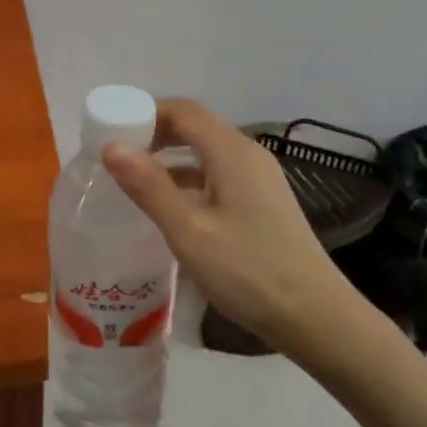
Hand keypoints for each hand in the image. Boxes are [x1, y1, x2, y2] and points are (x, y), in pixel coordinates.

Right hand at [102, 98, 379, 358]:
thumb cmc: (247, 271)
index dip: (146, 112)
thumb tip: (112, 146)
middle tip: (118, 157)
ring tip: (135, 182)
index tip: (112, 131)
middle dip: (155, 133)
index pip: (184, 110)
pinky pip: (218, 174)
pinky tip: (172, 208)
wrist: (314, 316)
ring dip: (171, 158)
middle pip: (196, 126)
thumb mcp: (189, 231)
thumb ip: (149, 186)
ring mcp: (260, 178)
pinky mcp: (263, 201)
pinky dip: (190, 179)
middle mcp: (248, 154)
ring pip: (207, 152)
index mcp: (231, 152)